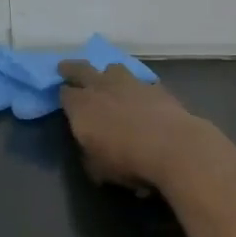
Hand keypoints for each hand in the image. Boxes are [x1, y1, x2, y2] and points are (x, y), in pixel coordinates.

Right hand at [57, 60, 213, 193]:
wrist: (172, 147)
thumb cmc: (127, 160)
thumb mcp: (97, 168)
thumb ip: (89, 153)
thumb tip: (90, 149)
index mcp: (81, 106)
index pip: (64, 93)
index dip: (62, 95)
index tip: (63, 99)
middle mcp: (101, 87)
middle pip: (81, 69)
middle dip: (72, 68)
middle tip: (66, 68)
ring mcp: (129, 83)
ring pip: (113, 68)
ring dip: (108, 73)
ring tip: (109, 80)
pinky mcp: (155, 87)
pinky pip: (141, 82)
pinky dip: (138, 88)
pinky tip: (142, 97)